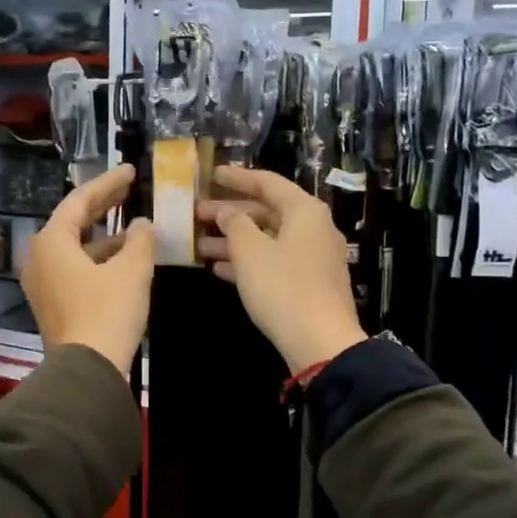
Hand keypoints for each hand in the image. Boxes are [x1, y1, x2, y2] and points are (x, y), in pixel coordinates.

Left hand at [21, 164, 153, 377]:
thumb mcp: (132, 270)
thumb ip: (140, 239)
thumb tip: (142, 224)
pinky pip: (76, 269)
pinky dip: (99, 259)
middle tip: (130, 189)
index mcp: (51, 241)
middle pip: (73, 222)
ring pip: (76, 248)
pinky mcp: (53, 304)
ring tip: (136, 228)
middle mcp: (39, 257)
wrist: (87, 370)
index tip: (129, 171)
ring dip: (105, 237)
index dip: (108, 184)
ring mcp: (43, 283)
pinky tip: (125, 261)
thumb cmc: (107, 311)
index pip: (80, 201)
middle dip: (104, 205)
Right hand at [197, 166, 367, 373]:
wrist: (320, 342)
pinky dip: (247, 261)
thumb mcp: (250, 251)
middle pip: (266, 211)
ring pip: (267, 239)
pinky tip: (218, 269)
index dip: (237, 178)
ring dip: (233, 240)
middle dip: (229, 213)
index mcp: (304, 211)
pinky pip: (273, 261)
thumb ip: (234, 224)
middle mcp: (313, 228)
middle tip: (195, 214)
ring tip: (198, 245)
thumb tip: (226, 211)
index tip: (210, 175)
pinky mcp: (308, 283)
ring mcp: (313, 257)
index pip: (267, 182)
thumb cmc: (283, 287)